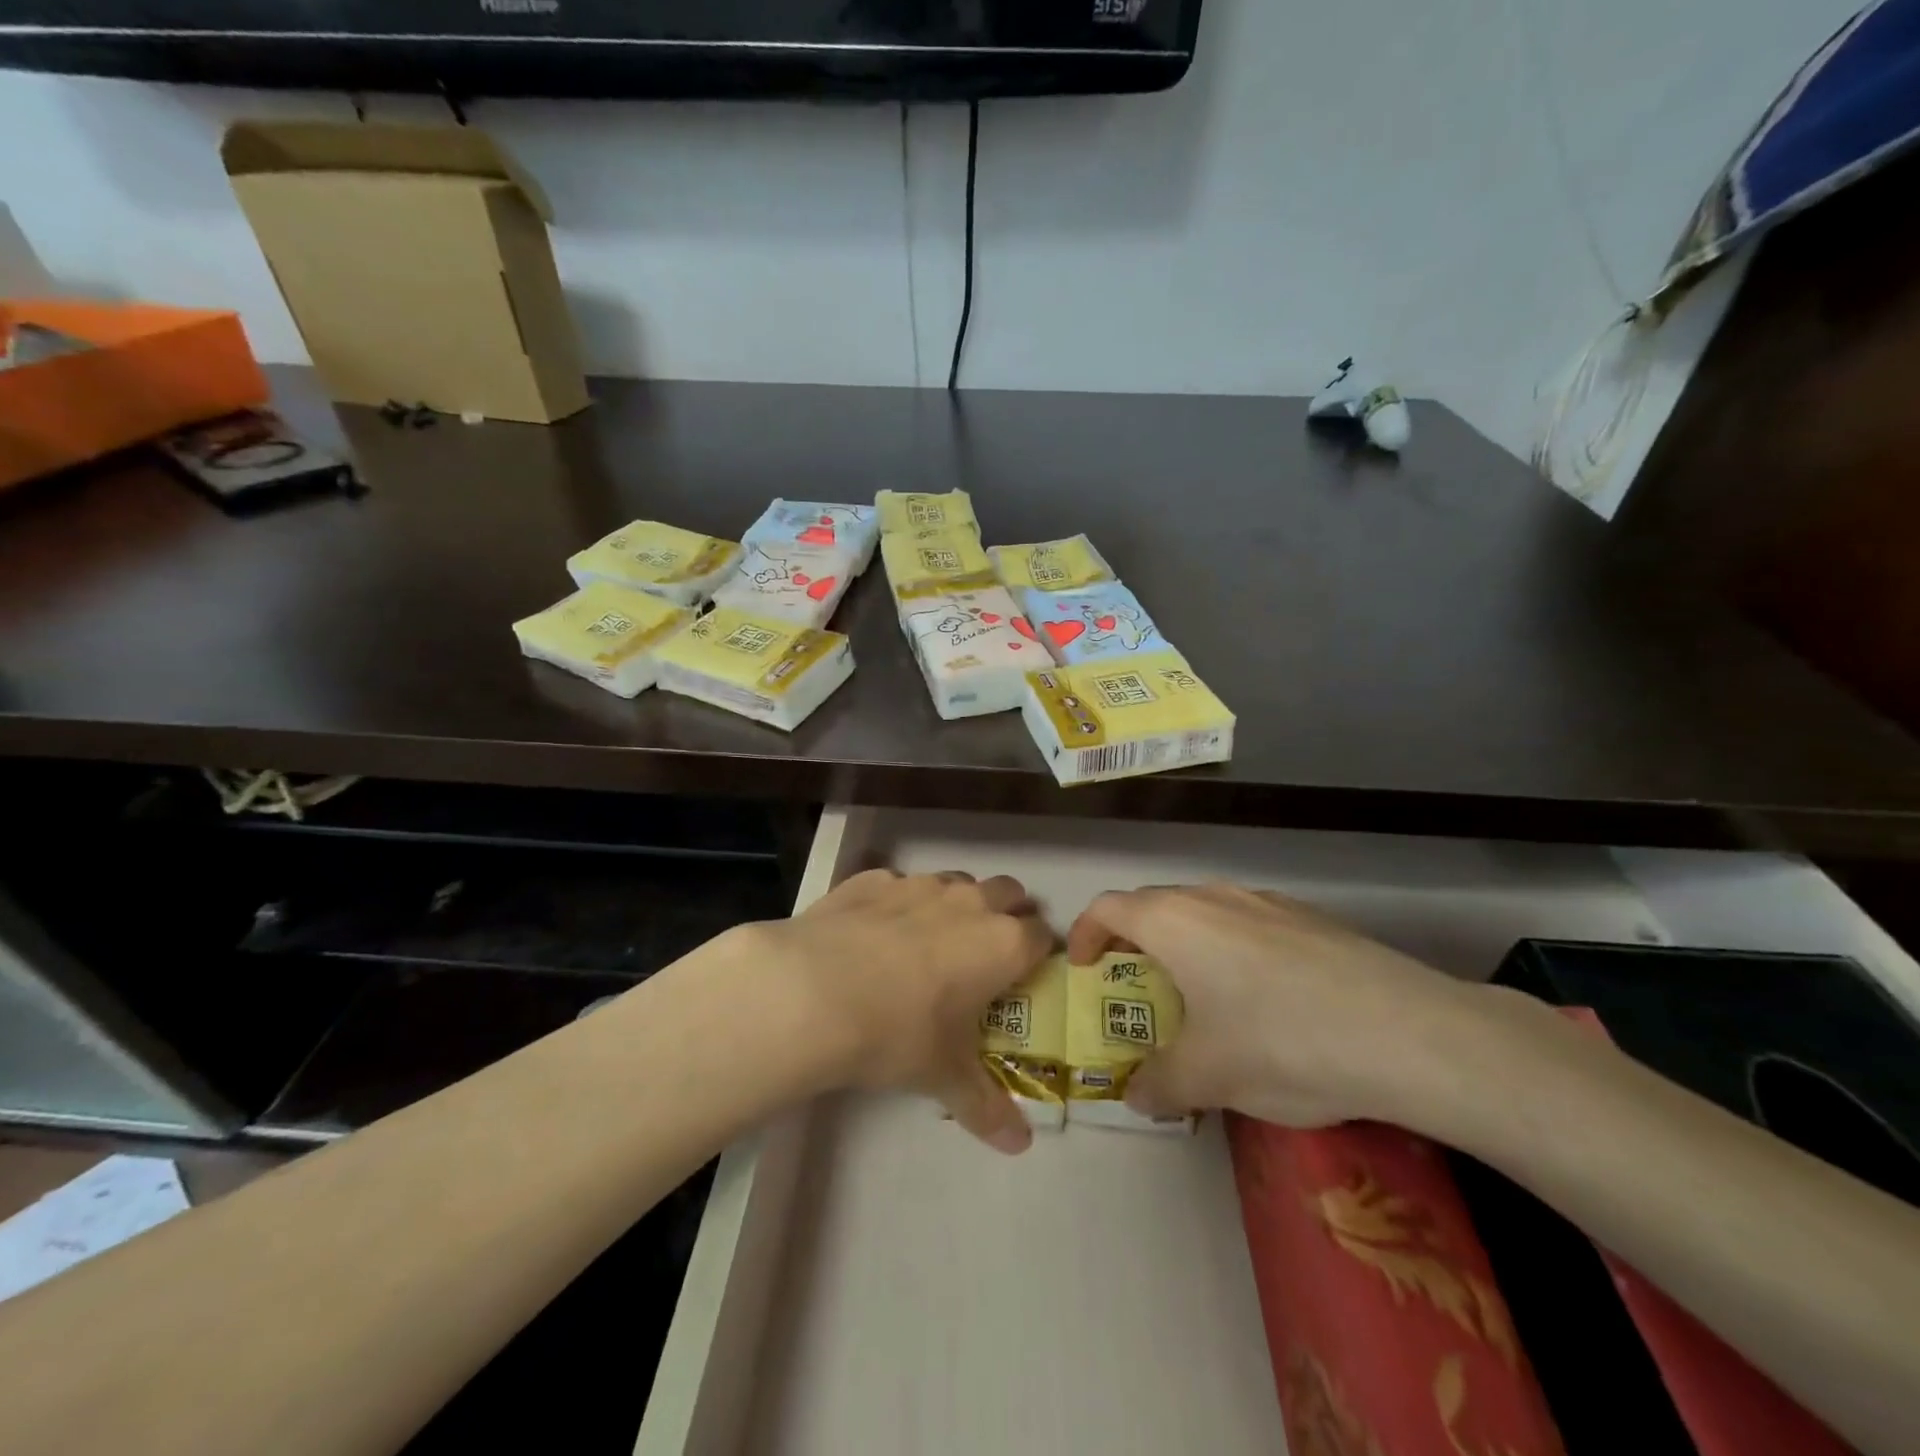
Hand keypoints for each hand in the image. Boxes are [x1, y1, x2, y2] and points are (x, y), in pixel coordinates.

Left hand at [755, 869, 1051, 1152]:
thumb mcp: (943, 1076)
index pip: (1043, 936)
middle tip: (984, 955)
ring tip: (932, 943)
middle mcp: (969, 902)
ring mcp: (920, 884)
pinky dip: (901, 904)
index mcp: (1002, 944)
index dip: (1037, 955)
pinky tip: (875, 935)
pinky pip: (901, 884)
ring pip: (957, 882)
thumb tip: (1019, 1146)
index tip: (1022, 977)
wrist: (812, 991)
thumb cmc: (897, 1034)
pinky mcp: (874, 879)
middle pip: (1009, 893)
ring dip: (957, 905)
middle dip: (1007, 915)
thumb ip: (986, 1106)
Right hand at [1067, 884, 1501, 1129]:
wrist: (1408, 1033)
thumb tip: (1138, 1096)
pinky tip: (1264, 998)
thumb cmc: (1281, 1042)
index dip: (1085, 933)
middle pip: (1153, 904)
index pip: (1108, 907)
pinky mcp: (1311, 918)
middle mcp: (1213, 897)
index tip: (1083, 967)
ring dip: (1185, 943)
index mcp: (1174, 921)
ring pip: (1204, 911)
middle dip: (1134, 940)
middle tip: (1136, 985)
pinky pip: (1249, 923)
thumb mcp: (1208, 1077)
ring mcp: (1266, 902)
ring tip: (1198, 993)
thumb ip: (1160, 1085)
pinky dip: (1231, 948)